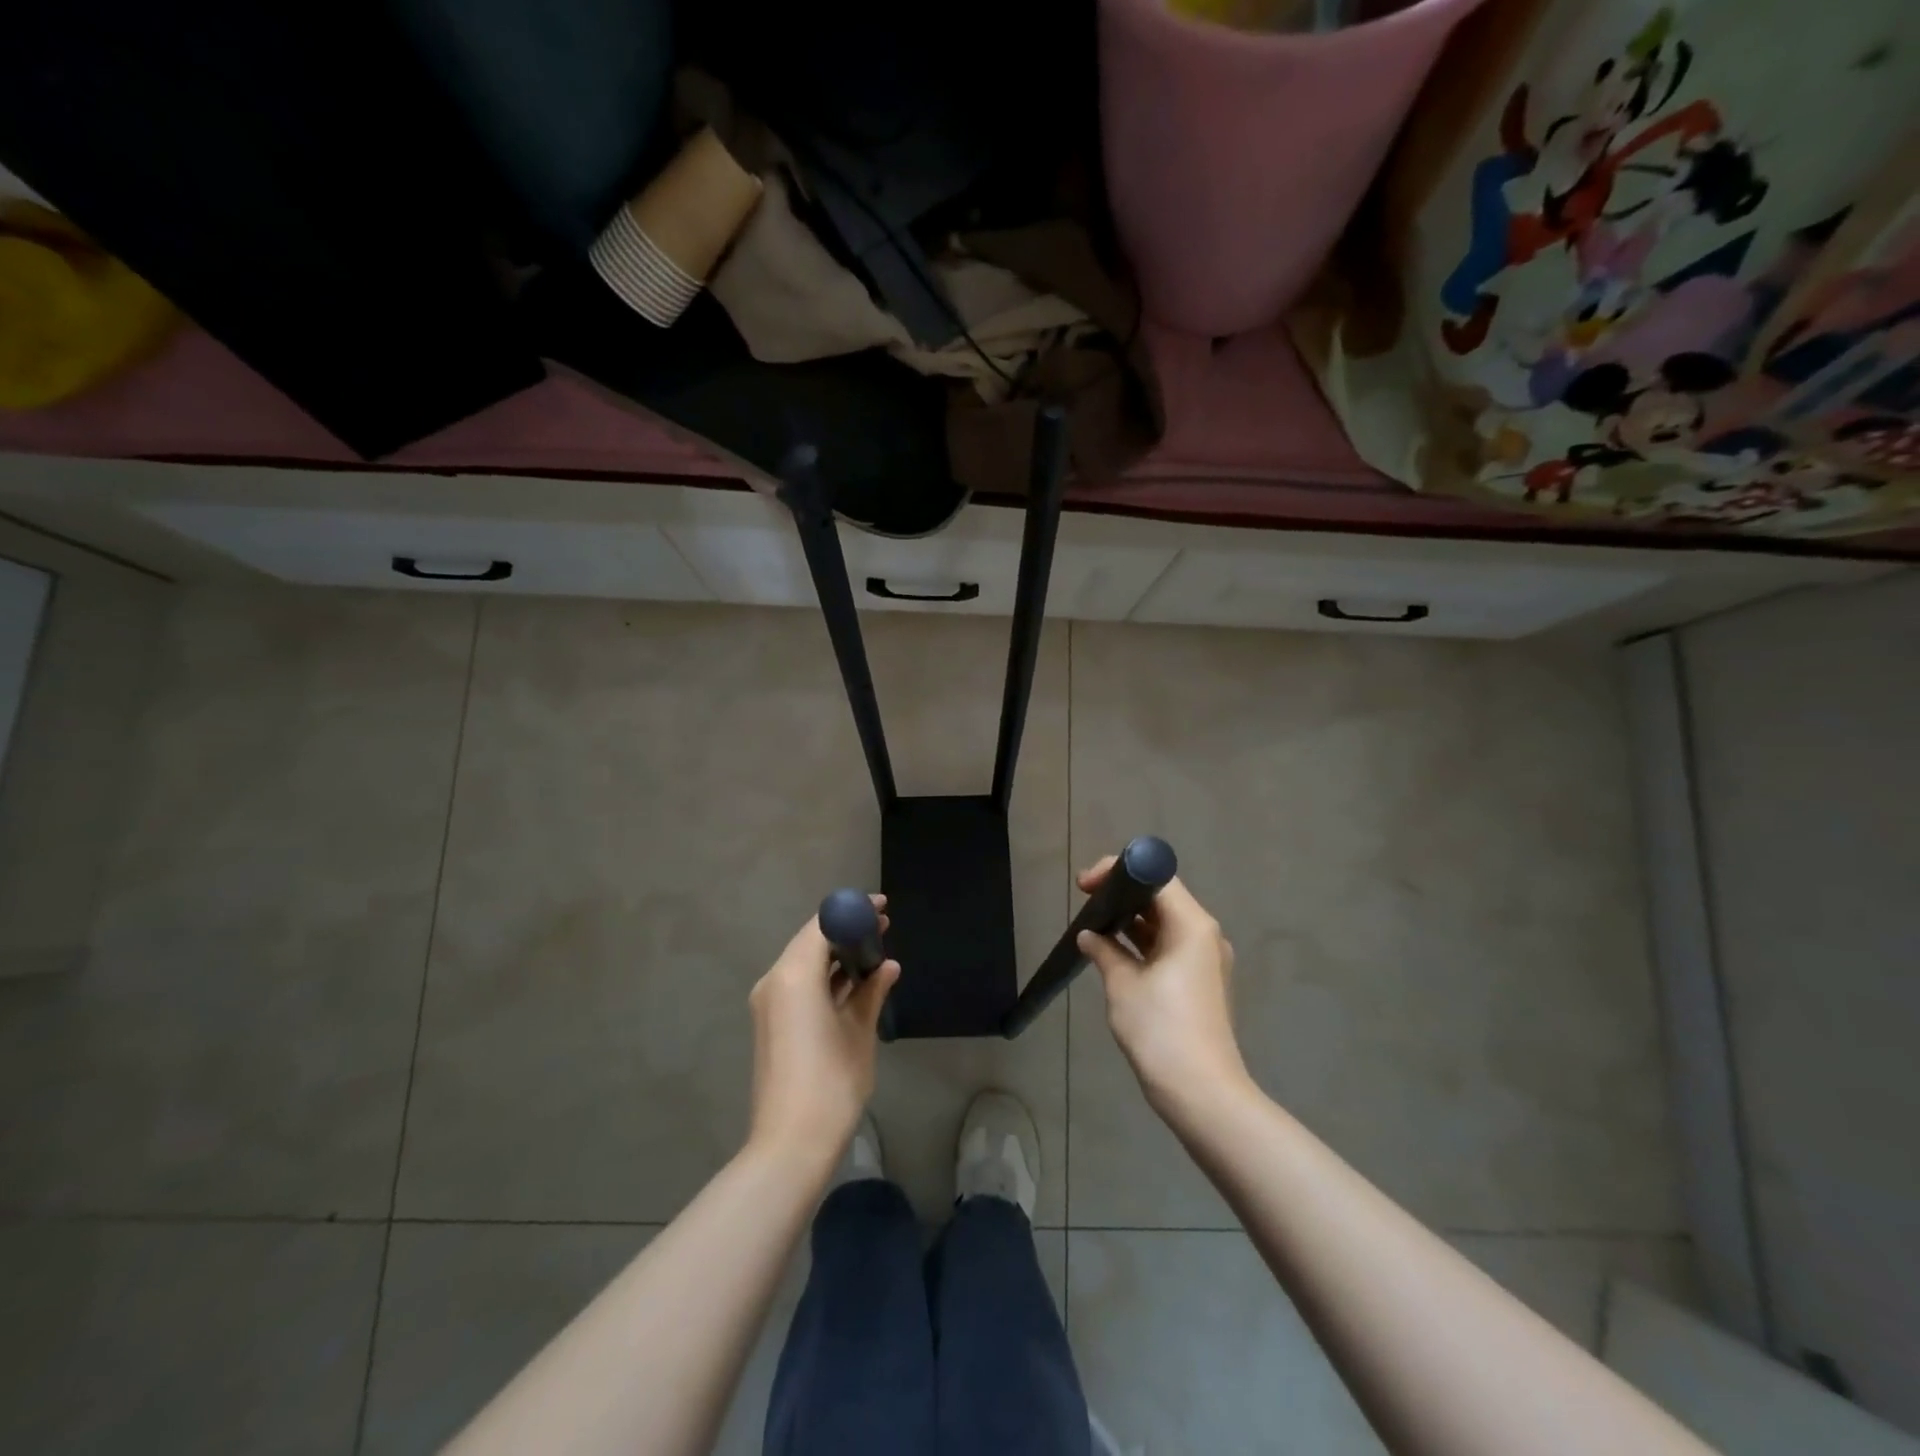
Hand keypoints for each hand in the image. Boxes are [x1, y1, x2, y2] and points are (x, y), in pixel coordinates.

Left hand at [747, 898, 899, 1167]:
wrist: (791, 1144)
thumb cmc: (831, 1082)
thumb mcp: (859, 1032)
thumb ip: (872, 991)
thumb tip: (887, 966)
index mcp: (794, 975)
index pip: (823, 925)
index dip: (853, 912)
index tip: (882, 907)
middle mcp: (775, 981)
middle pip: (811, 941)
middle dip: (846, 932)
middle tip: (884, 927)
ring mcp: (770, 1004)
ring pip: (805, 963)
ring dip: (836, 955)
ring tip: (875, 952)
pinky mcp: (772, 1023)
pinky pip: (799, 985)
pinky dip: (825, 977)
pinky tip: (855, 983)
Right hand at [1076, 860, 1248, 1117]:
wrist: (1201, 1092)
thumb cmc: (1161, 1029)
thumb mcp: (1123, 984)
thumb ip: (1104, 951)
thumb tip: (1089, 936)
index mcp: (1192, 926)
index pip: (1156, 877)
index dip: (1119, 872)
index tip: (1086, 885)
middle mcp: (1204, 935)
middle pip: (1161, 898)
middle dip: (1121, 895)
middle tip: (1084, 900)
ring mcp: (1205, 961)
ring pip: (1164, 925)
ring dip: (1130, 922)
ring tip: (1093, 926)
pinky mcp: (1200, 984)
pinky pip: (1168, 948)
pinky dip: (1142, 945)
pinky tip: (1113, 953)